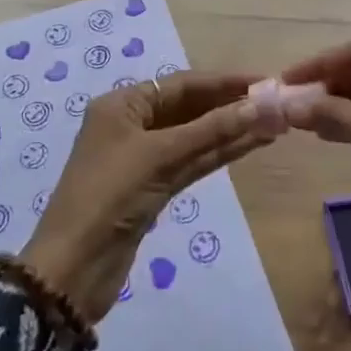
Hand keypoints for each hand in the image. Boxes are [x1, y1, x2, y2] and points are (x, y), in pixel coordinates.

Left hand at [19, 72, 266, 324]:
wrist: (73, 269)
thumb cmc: (110, 196)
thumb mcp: (160, 156)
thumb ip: (211, 130)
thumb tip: (262, 106)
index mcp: (122, 105)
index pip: (181, 84)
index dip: (223, 82)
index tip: (264, 81)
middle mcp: (132, 125)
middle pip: (189, 108)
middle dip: (230, 106)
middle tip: (276, 104)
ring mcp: (143, 159)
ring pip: (194, 137)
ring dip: (231, 131)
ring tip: (274, 123)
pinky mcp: (153, 189)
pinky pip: (191, 162)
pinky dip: (218, 154)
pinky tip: (250, 145)